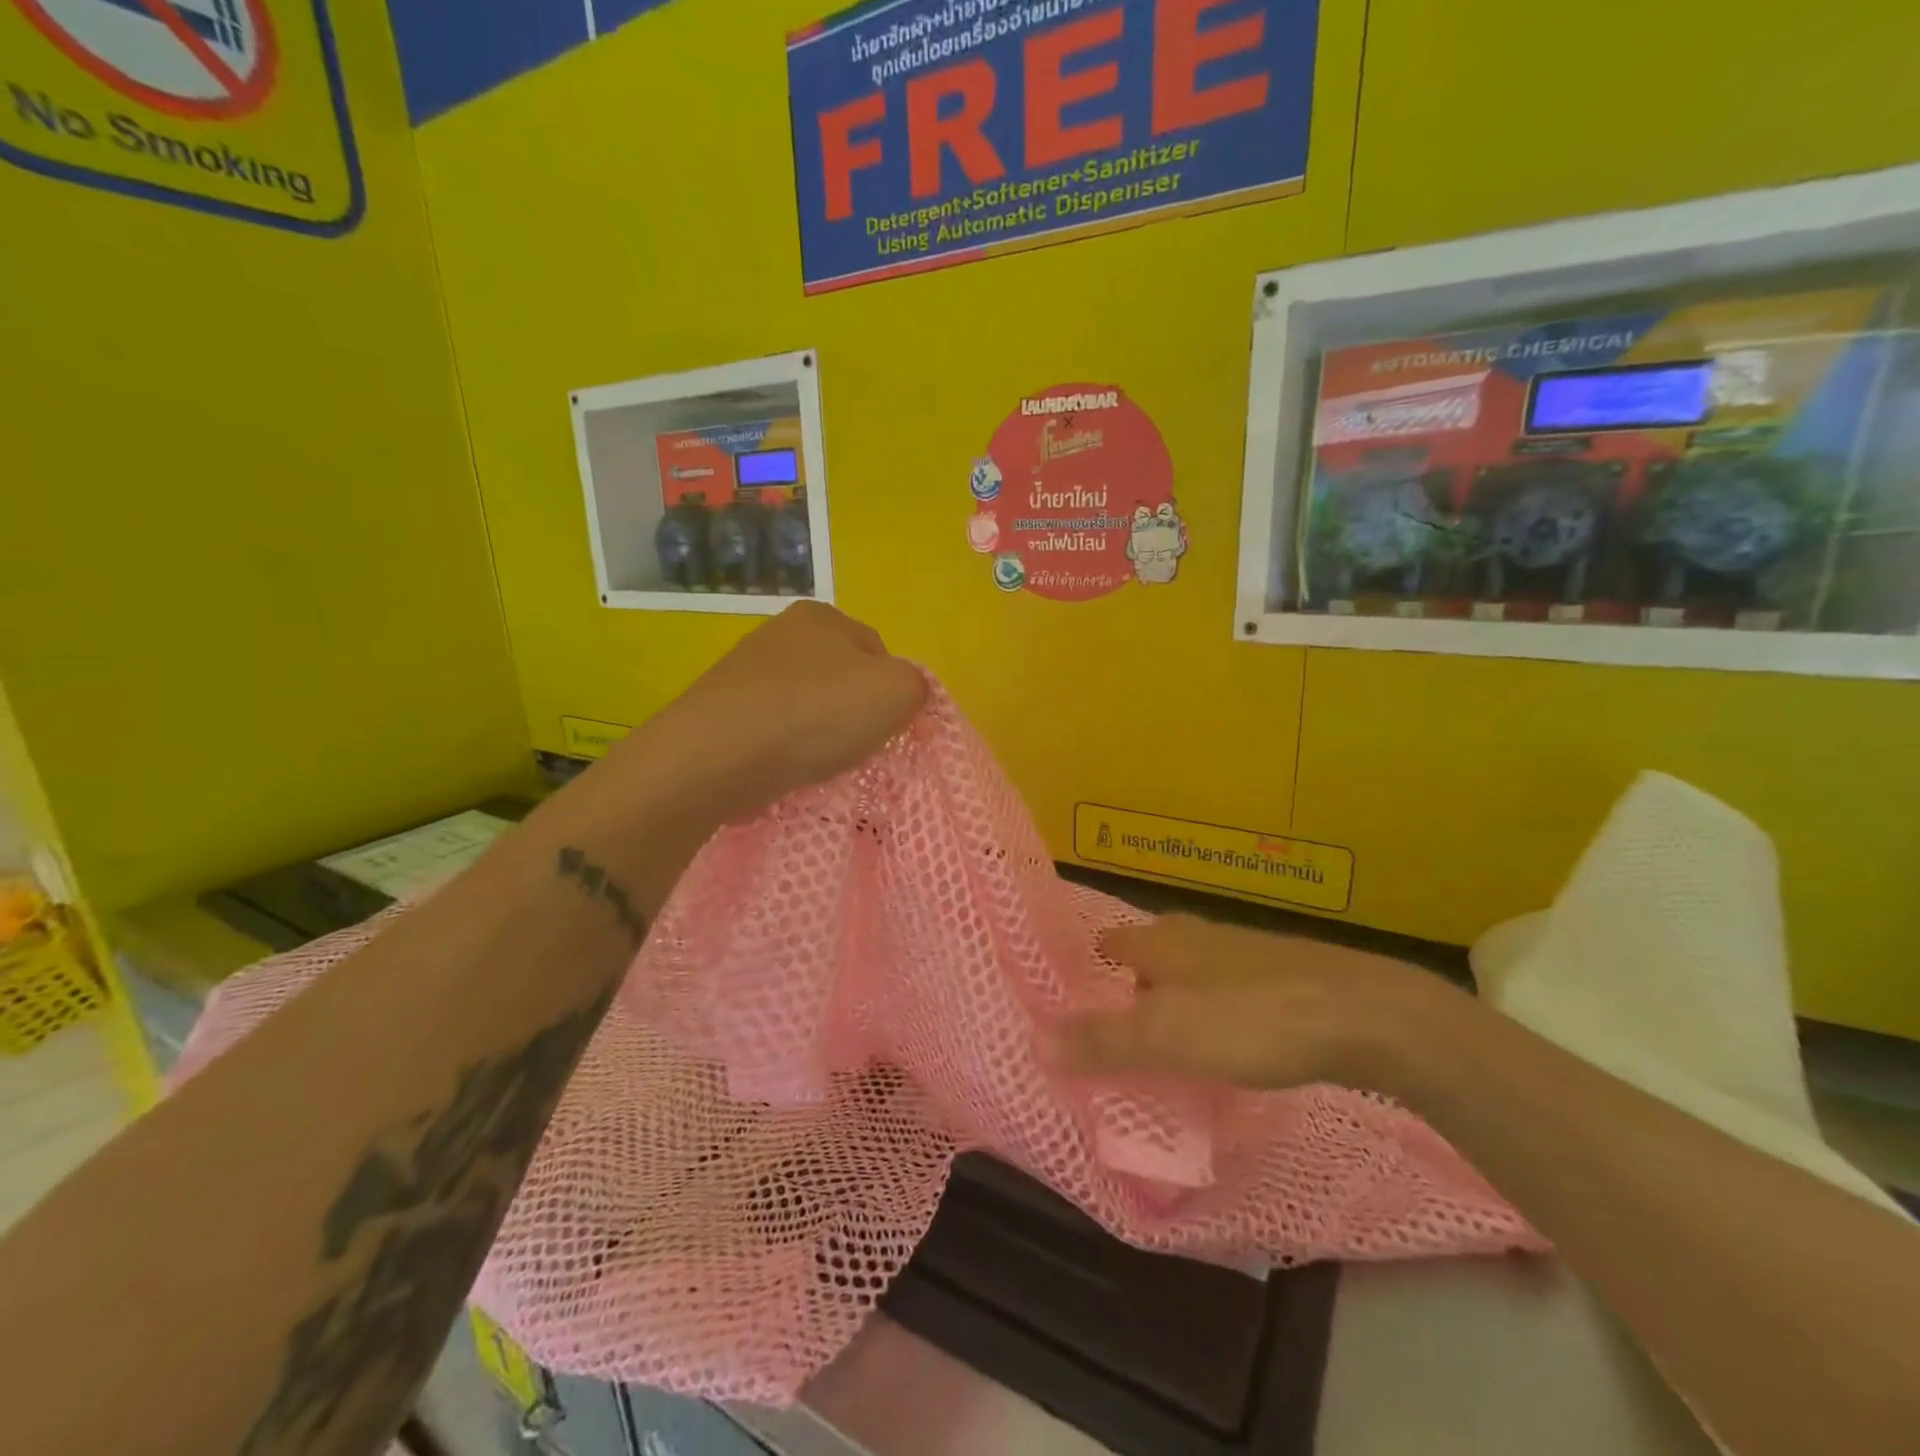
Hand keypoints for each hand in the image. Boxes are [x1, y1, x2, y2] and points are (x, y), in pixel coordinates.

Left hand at [620, 601, 927, 825]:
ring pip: (808, 707)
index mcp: (821, 616)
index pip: (879, 653)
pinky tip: (788, 770)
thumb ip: (917, 685)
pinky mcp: (723, 712)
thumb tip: (904, 695)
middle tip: (856, 749)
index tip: (886, 728)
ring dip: (820, 735)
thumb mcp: (896, 692)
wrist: (716, 758)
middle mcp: (779, 633)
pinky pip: (775, 730)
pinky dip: (787, 750)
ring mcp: (745, 672)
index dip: (891, 693)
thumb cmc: (814, 715)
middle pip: (842, 680)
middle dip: (854, 715)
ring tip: (819, 765)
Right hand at [1060, 914, 1469, 1094]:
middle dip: (1134, 986)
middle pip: (1152, 956)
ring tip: (1169, 1044)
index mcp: (1163, 942)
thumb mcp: (1166, 1037)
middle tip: (1119, 1029)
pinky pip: (1230, 991)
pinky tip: (1229, 1043)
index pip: (1111, 943)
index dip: (1091, 964)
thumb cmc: (1250, 1019)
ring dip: (1176, 1000)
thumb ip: (1102, 1042)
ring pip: (1193, 972)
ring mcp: (1244, 952)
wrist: (1363, 1013)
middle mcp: (1197, 937)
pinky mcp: (1283, 975)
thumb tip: (1034, 1042)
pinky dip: (1215, 1012)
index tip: (1073, 993)